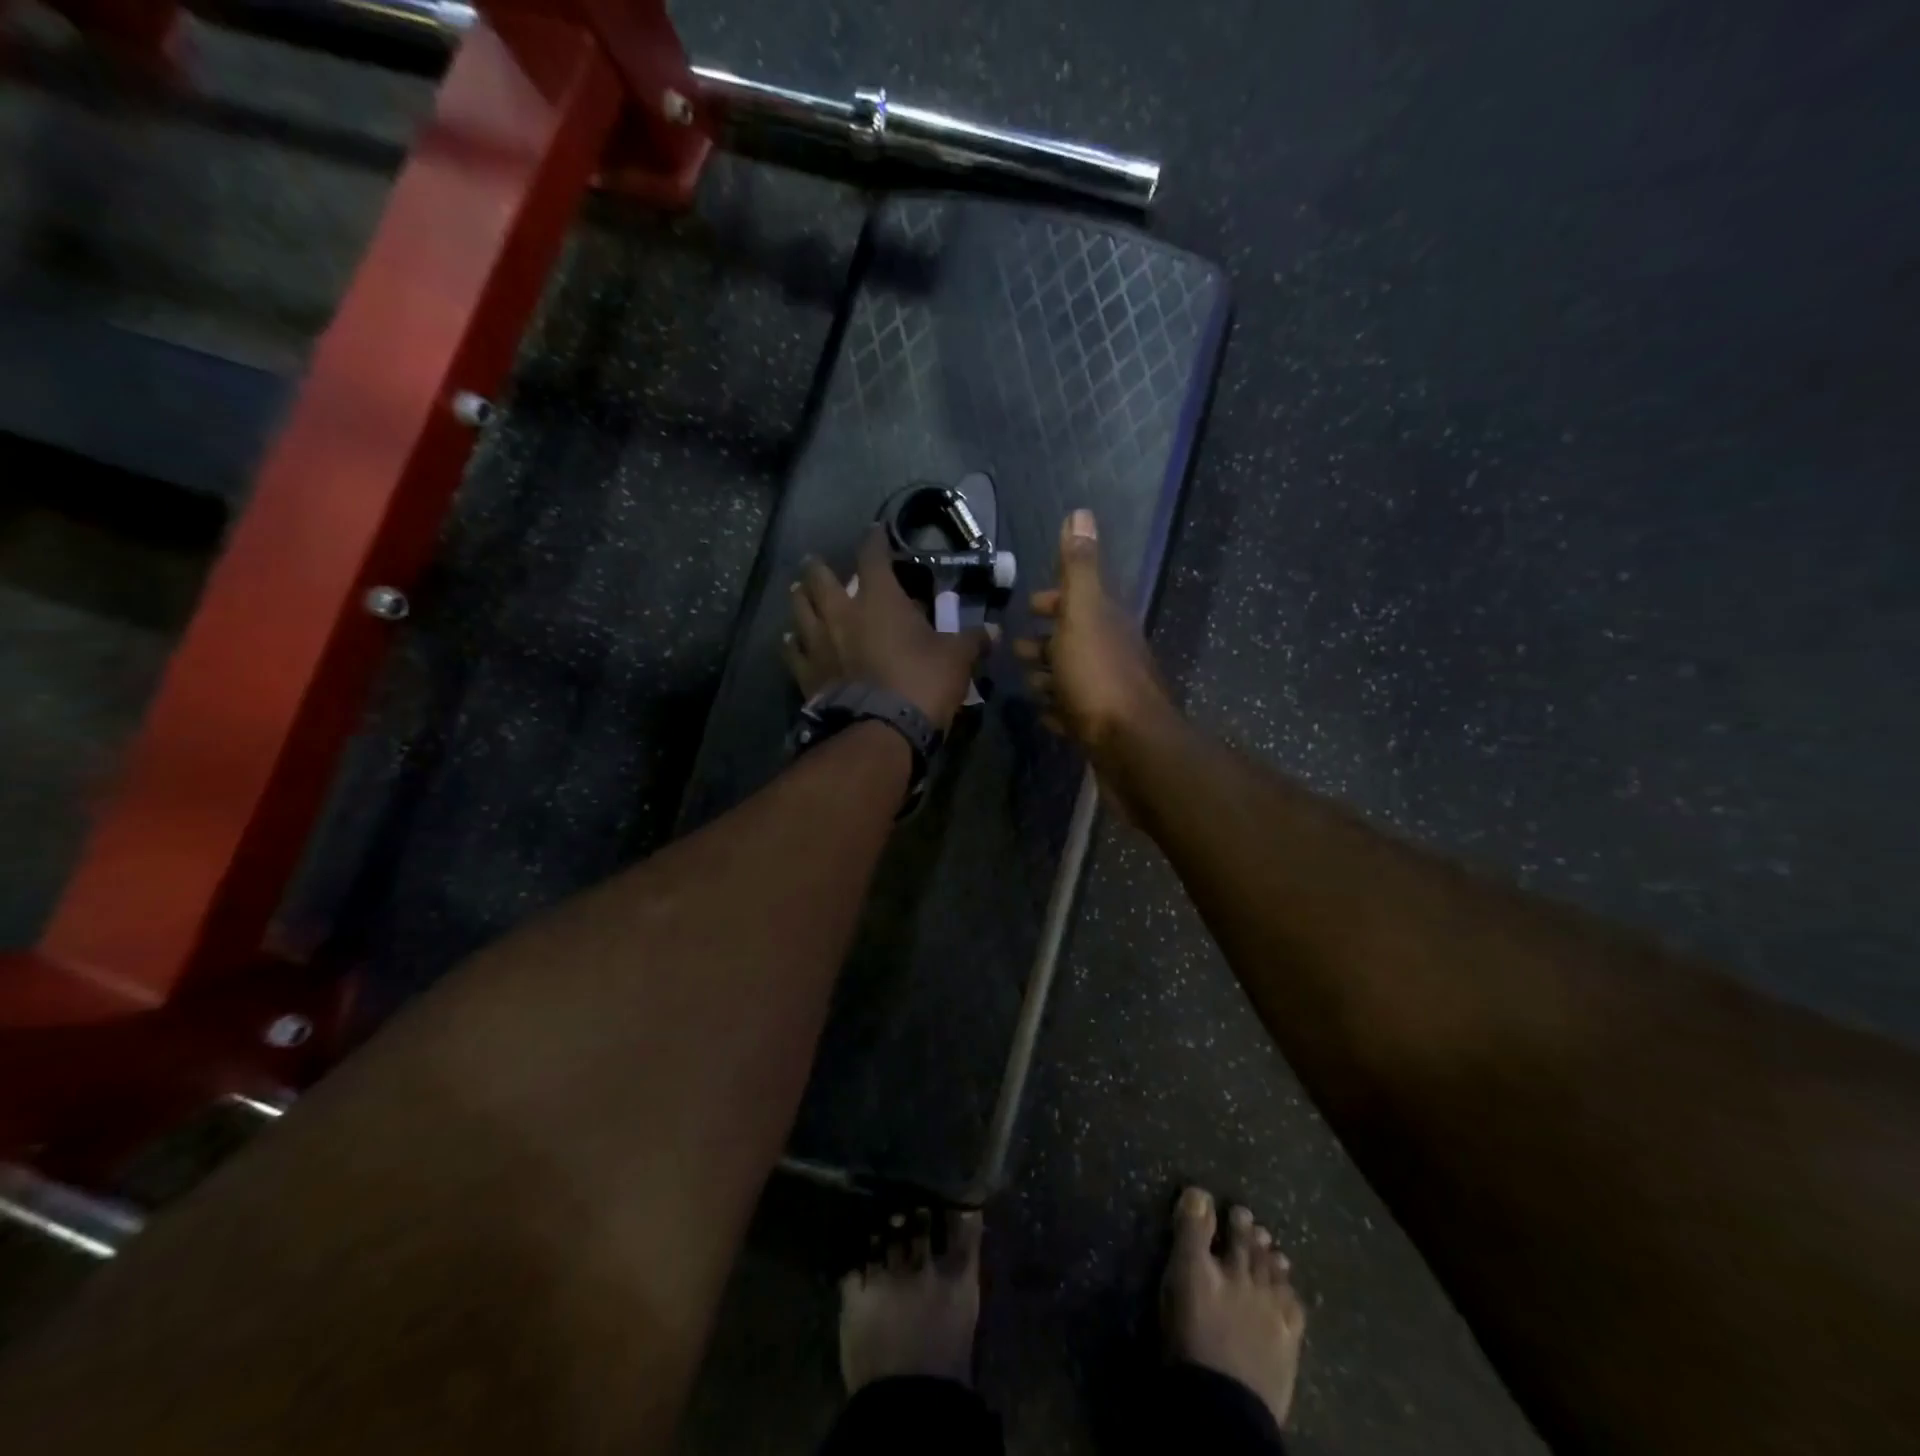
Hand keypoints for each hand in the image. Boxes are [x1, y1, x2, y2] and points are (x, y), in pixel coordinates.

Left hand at [783, 526, 992, 730]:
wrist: (880, 731)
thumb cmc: (921, 683)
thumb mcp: (956, 659)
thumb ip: (972, 640)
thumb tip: (993, 632)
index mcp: (879, 599)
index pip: (872, 555)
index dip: (875, 540)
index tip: (876, 532)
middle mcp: (841, 612)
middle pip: (819, 578)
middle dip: (819, 567)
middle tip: (818, 563)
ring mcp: (818, 643)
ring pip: (799, 609)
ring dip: (801, 598)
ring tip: (801, 593)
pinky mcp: (806, 673)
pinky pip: (792, 651)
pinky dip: (793, 642)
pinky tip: (793, 640)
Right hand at [1014, 510, 1175, 759]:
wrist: (1131, 747)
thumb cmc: (1099, 676)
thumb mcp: (1084, 613)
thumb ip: (1079, 568)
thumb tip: (1081, 512)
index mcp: (1107, 624)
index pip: (1080, 602)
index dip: (1055, 601)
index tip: (1030, 605)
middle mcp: (1112, 655)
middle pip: (1075, 641)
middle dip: (1047, 641)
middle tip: (1016, 648)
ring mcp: (1108, 695)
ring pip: (1074, 679)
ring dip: (1050, 676)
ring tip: (1025, 682)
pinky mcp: (1102, 730)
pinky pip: (1075, 715)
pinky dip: (1059, 711)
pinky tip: (1045, 716)